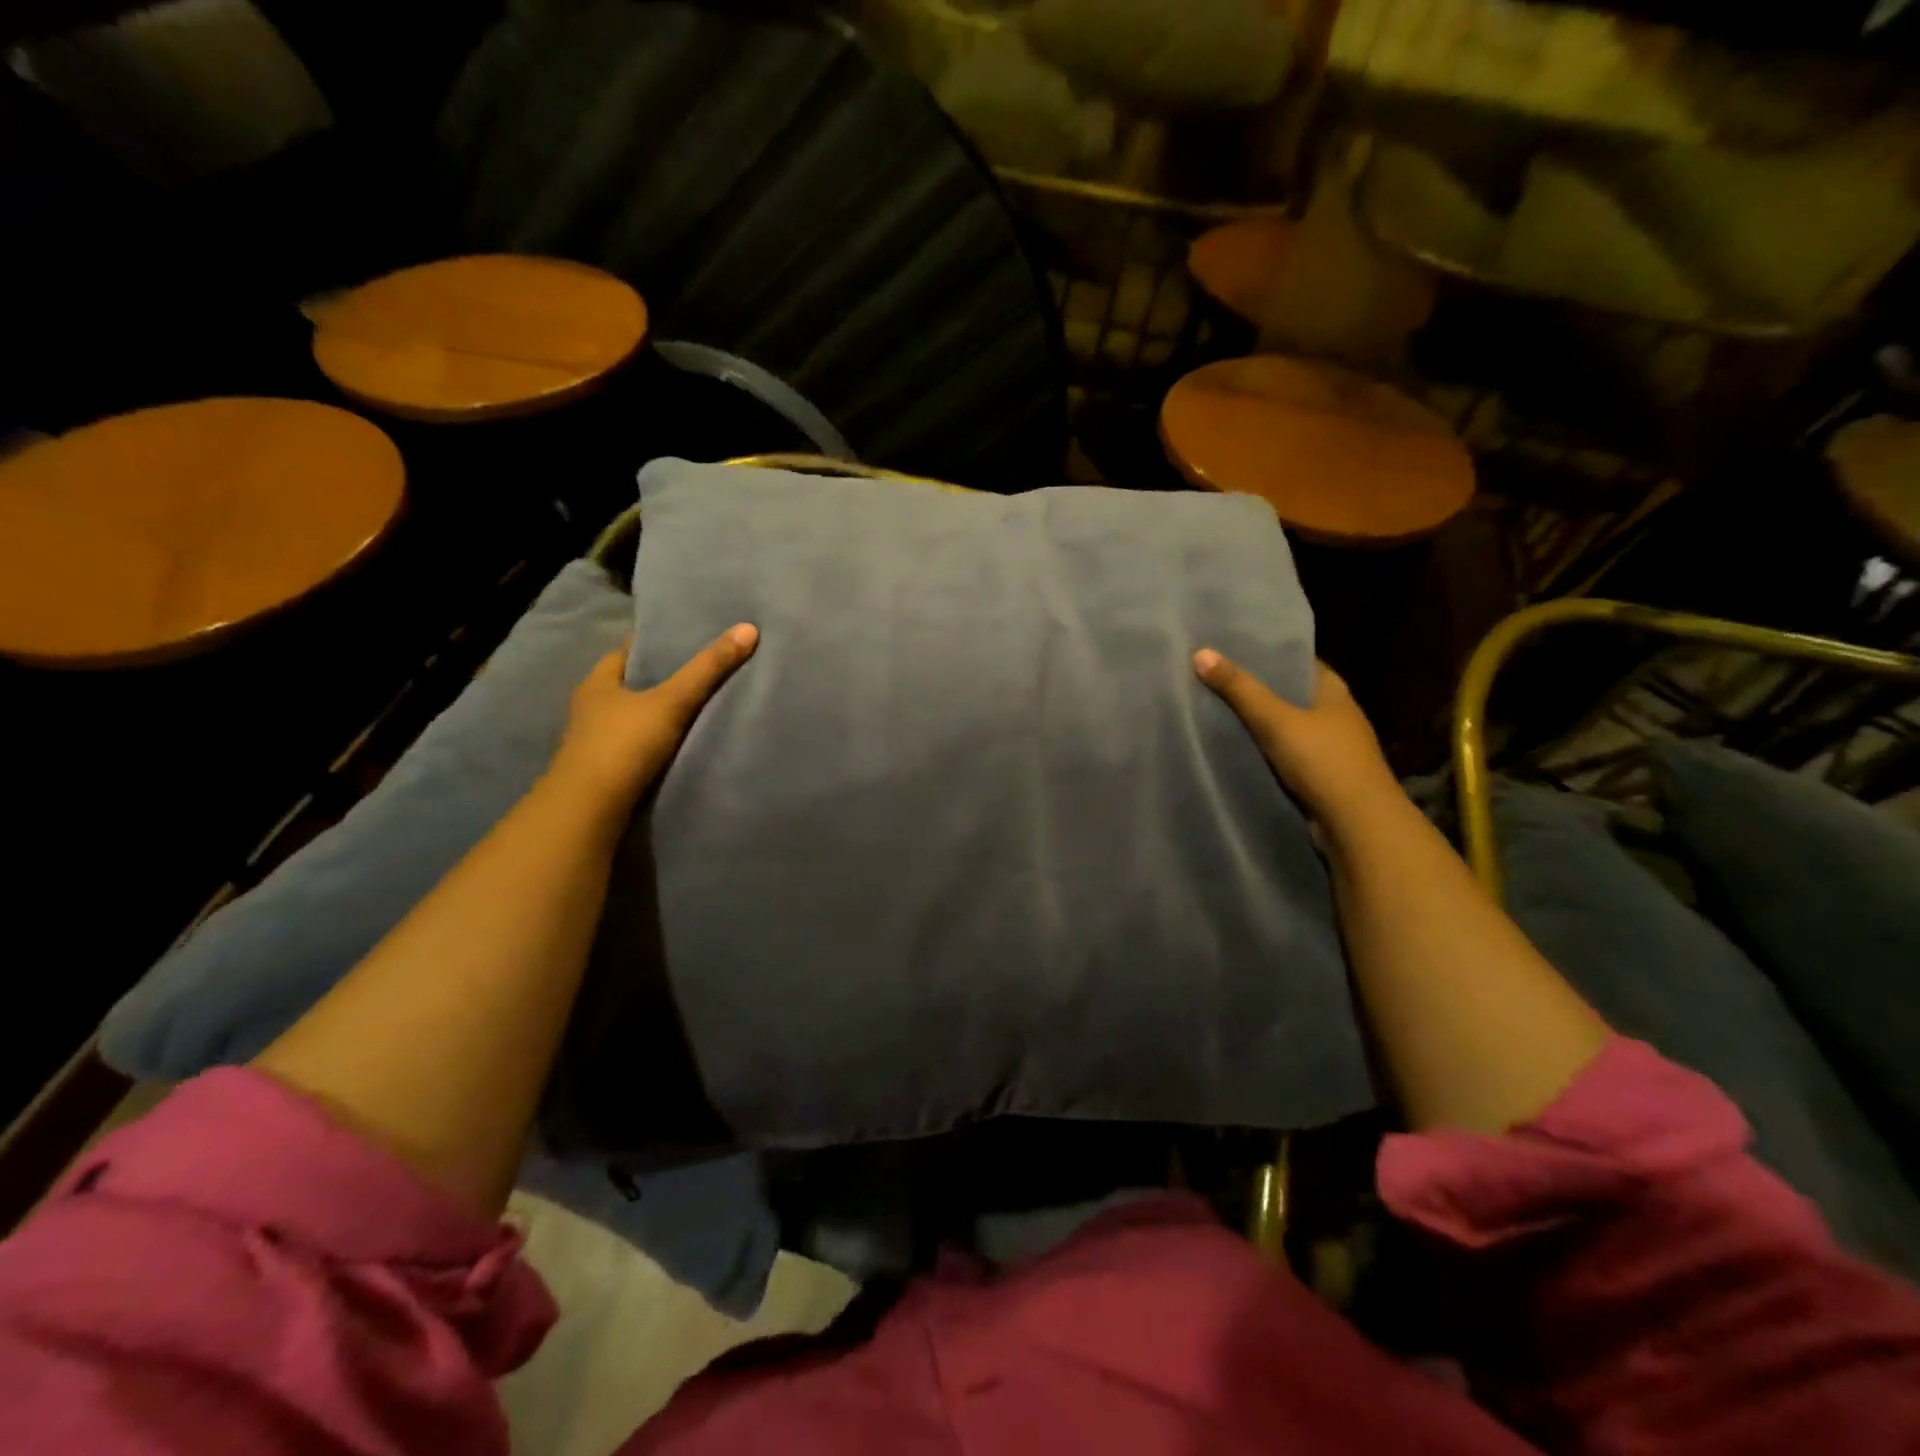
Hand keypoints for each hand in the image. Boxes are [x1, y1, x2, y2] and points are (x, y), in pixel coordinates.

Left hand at [550, 624, 758, 810]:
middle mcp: (591, 708)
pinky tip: (682, 742)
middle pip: (632, 684)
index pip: (628, 651)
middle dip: (662, 679)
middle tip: (704, 670)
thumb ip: (708, 669)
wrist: (589, 811)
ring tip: (700, 706)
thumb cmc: (623, 745)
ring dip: (659, 713)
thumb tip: (748, 628)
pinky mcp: (606, 770)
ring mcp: (595, 742)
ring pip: (634, 717)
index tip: (690, 638)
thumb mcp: (671, 702)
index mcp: (598, 682)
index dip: (657, 643)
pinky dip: (657, 741)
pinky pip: (637, 745)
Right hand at [1193, 651, 1400, 829]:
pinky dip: (1264, 750)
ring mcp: (1330, 747)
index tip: (1230, 649)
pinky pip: (1286, 754)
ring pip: (1287, 725)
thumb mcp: (1275, 720)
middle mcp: (1335, 714)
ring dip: (1259, 722)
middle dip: (1257, 688)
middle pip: (1289, 693)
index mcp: (1333, 690)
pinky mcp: (1321, 776)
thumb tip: (1201, 652)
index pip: (1297, 660)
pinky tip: (1236, 747)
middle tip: (1213, 678)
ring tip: (1215, 710)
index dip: (1266, 653)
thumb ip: (1239, 689)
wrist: (1357, 823)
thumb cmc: (1322, 761)